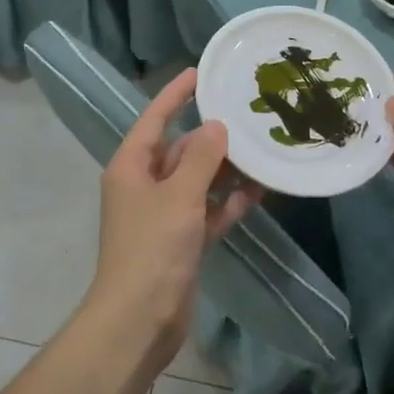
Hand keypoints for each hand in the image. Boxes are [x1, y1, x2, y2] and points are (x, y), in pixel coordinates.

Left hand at [87, 70, 257, 368]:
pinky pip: (208, 210)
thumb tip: (216, 126)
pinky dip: (228, 202)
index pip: (155, 118)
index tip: (200, 71)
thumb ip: (201, 158)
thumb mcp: (179, 196)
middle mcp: (145, 185)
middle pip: (181, 149)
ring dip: (226, 170)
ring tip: (262, 150)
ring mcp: (164, 214)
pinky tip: (259, 191)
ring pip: (198, 180)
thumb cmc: (152, 249)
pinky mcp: (181, 240)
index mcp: (132, 166)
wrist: (139, 321)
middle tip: (248, 115)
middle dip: (212, 136)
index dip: (175, 94)